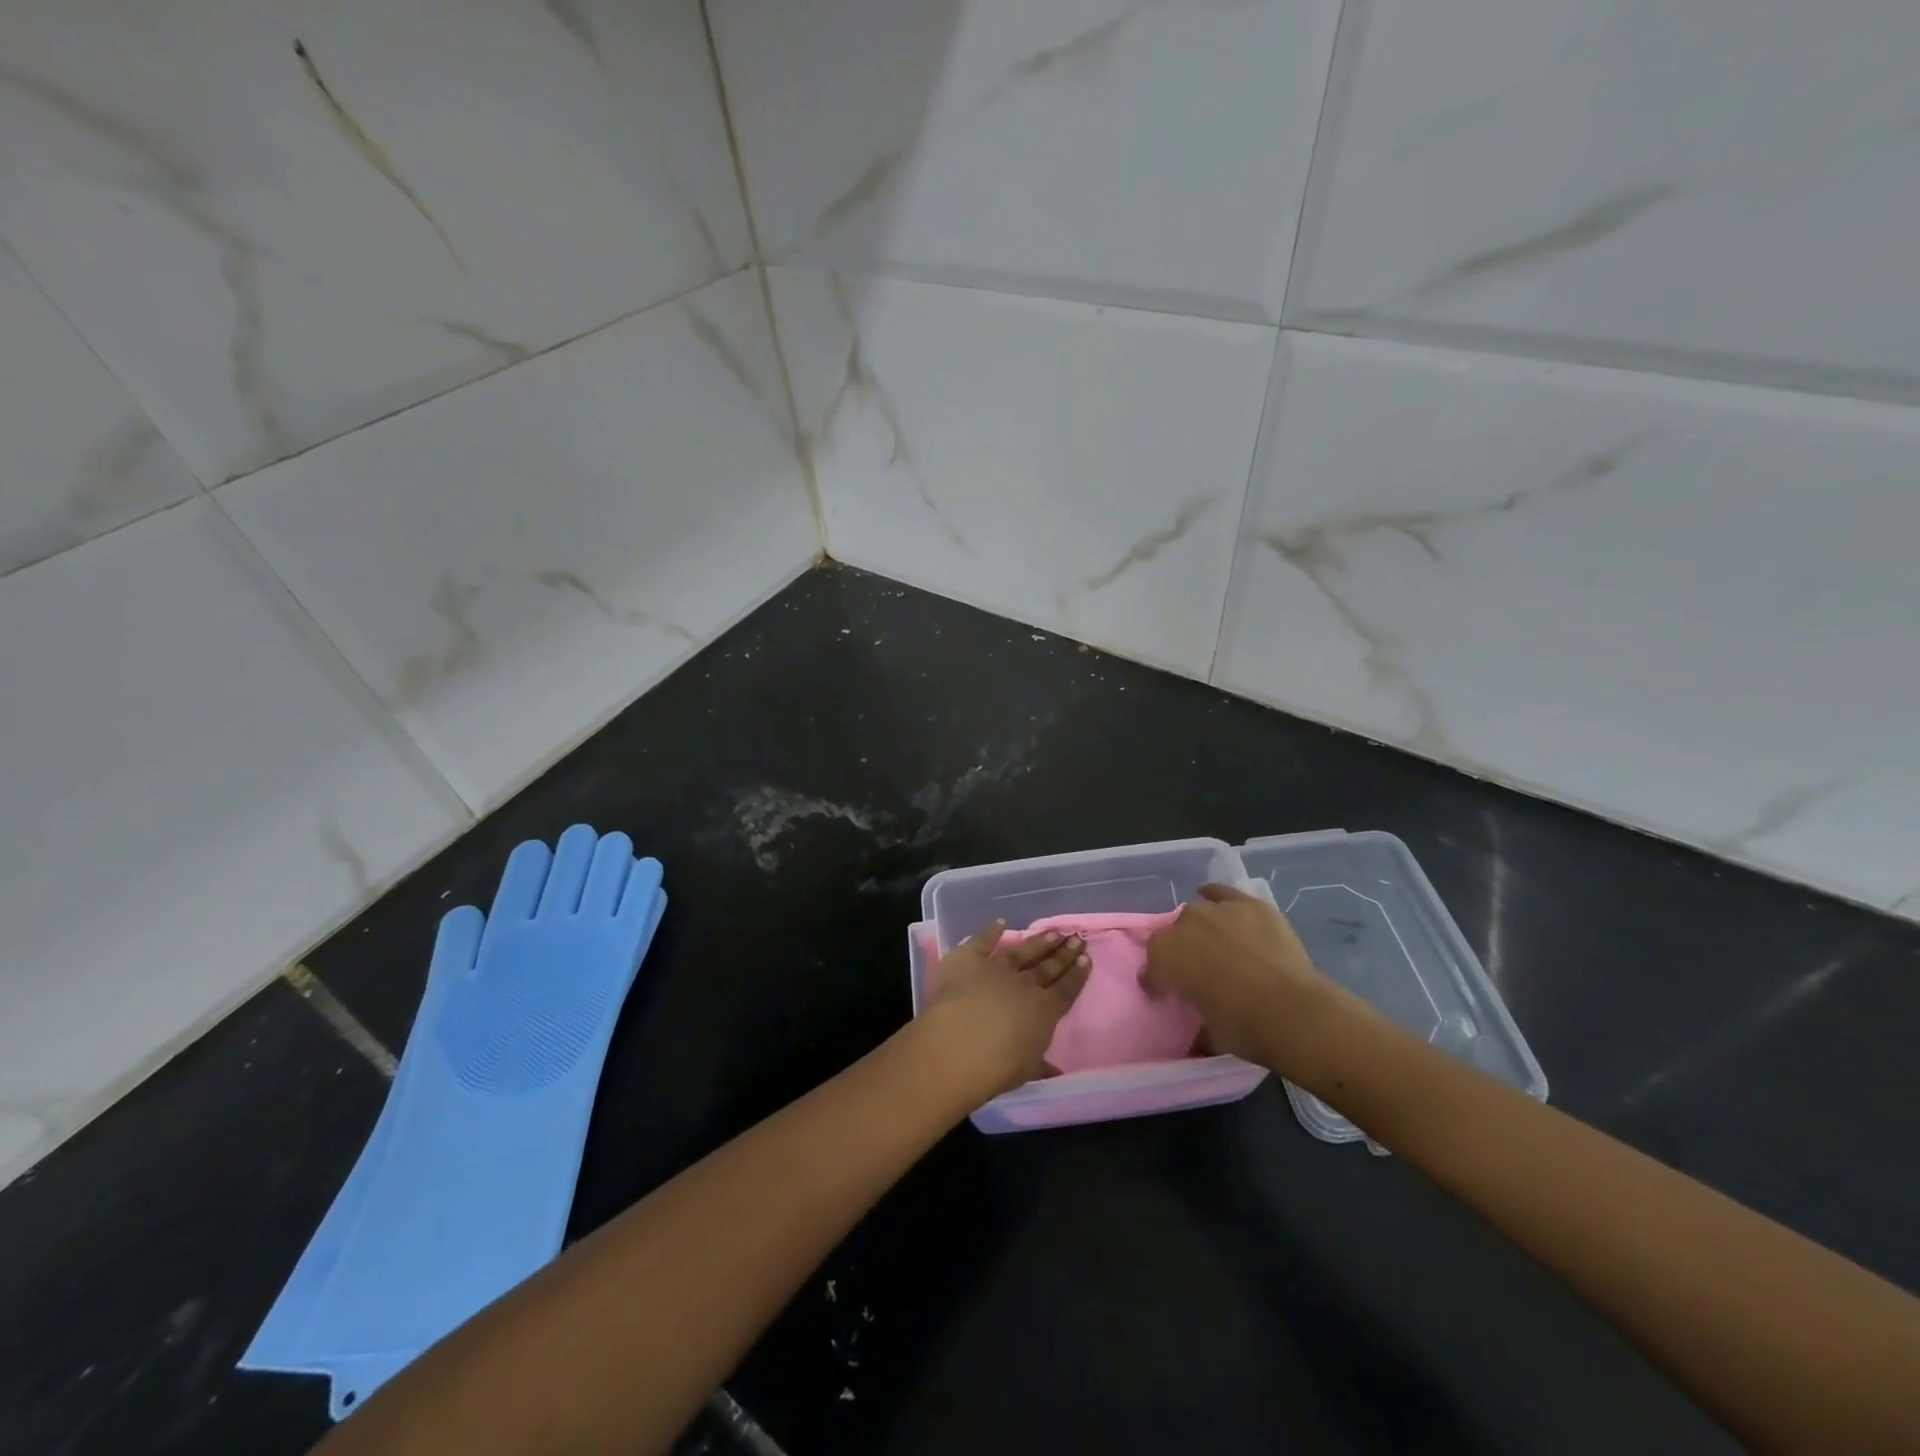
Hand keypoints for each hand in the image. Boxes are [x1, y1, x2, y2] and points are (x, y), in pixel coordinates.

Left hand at [921, 922, 1090, 1096]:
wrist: (958, 1044)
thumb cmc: (997, 1066)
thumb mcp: (1026, 1069)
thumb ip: (1041, 1064)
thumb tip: (1056, 1070)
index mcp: (1043, 1011)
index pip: (1066, 989)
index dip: (1077, 974)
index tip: (1086, 958)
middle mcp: (1024, 985)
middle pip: (1048, 967)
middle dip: (1063, 953)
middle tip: (1076, 939)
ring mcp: (996, 968)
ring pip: (1022, 952)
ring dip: (1038, 942)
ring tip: (1053, 932)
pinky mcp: (968, 959)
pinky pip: (982, 941)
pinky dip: (991, 931)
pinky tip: (1001, 922)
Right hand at [1143, 884, 1363, 1072]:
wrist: (1296, 1012)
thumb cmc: (1245, 1028)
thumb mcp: (1208, 1033)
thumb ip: (1195, 1018)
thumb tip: (1197, 1026)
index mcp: (1165, 957)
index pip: (1152, 966)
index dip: (1159, 981)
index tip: (1169, 995)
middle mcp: (1184, 925)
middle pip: (1174, 935)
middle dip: (1181, 952)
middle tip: (1199, 972)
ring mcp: (1218, 910)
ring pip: (1198, 914)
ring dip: (1201, 929)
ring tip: (1218, 946)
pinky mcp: (1249, 904)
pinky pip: (1224, 893)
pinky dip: (1217, 896)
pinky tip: (1218, 902)